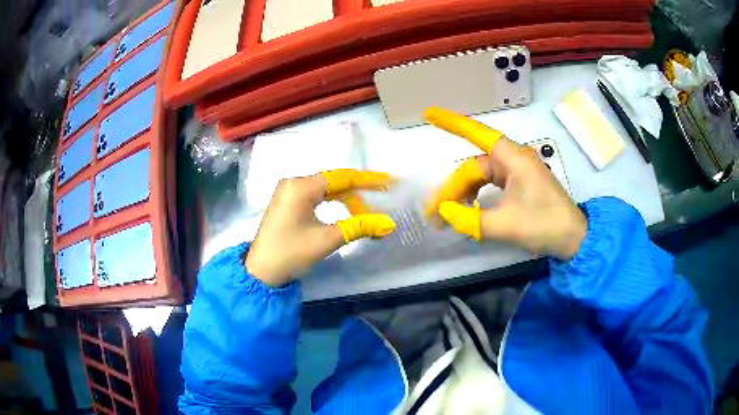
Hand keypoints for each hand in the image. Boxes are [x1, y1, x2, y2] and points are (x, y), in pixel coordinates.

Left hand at [245, 169, 396, 286]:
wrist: (260, 272)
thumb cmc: (290, 253)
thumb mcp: (327, 240)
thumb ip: (359, 227)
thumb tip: (389, 224)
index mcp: (300, 186)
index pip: (341, 177)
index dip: (367, 179)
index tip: (388, 181)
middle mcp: (293, 183)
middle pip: (333, 182)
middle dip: (357, 193)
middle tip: (380, 202)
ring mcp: (288, 193)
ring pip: (325, 190)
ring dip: (345, 200)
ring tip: (365, 213)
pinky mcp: (287, 204)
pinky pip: (315, 197)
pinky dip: (332, 204)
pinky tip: (345, 212)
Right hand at [424, 107, 586, 259]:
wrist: (573, 238)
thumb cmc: (544, 225)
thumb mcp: (505, 225)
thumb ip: (471, 219)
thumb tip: (444, 212)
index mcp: (513, 159)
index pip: (478, 134)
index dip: (452, 123)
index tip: (428, 114)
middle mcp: (513, 159)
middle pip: (475, 166)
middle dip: (453, 187)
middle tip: (434, 214)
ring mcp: (517, 171)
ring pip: (481, 176)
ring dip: (464, 193)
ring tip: (448, 215)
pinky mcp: (519, 183)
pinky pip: (491, 184)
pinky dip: (477, 195)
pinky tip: (468, 209)